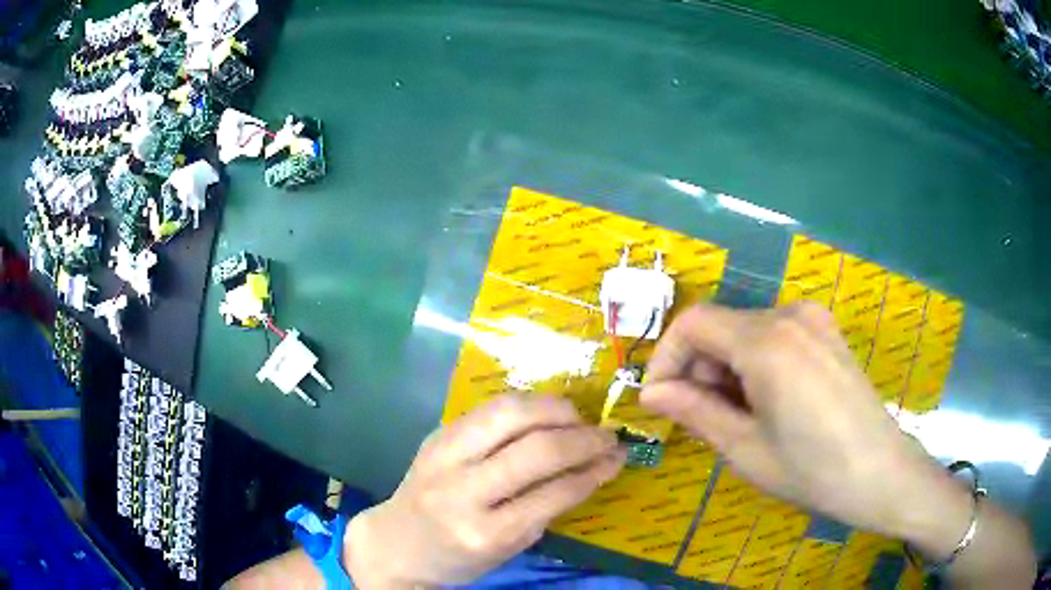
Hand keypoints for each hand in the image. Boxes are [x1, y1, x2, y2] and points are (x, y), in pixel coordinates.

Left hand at [345, 394, 625, 587]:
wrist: (396, 543)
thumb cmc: (459, 557)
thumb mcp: (509, 548)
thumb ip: (547, 509)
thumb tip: (592, 466)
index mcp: (485, 533)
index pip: (553, 494)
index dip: (594, 470)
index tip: (619, 456)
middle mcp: (462, 491)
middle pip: (535, 448)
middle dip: (582, 437)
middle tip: (606, 435)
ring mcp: (443, 456)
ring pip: (510, 413)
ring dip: (555, 409)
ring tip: (578, 417)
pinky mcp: (435, 435)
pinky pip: (489, 409)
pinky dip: (525, 406)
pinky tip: (543, 413)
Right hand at [640, 302, 971, 551]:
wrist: (881, 473)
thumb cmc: (812, 471)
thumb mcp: (745, 449)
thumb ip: (694, 412)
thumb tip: (651, 394)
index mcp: (767, 342)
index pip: (694, 323)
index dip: (665, 358)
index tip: (658, 400)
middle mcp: (790, 315)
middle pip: (721, 326)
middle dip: (698, 369)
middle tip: (697, 419)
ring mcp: (813, 319)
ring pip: (746, 331)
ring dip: (726, 369)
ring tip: (734, 418)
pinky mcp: (826, 332)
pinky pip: (774, 336)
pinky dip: (754, 364)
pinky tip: (766, 403)